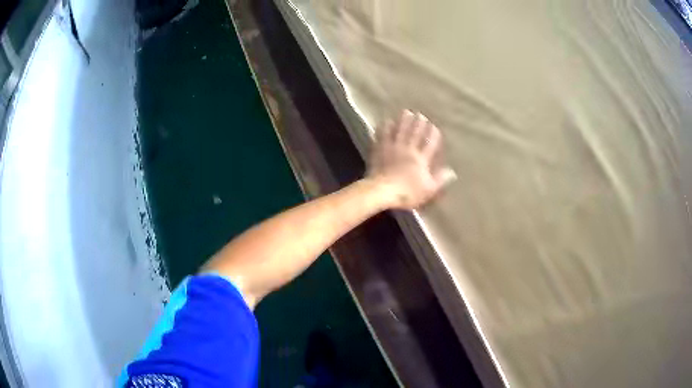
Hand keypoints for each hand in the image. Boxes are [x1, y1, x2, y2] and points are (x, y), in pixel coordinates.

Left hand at [367, 110, 455, 209]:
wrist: (381, 191)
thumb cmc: (407, 193)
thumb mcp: (428, 190)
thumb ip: (440, 179)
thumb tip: (452, 172)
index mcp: (421, 159)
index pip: (429, 144)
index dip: (432, 135)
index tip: (434, 126)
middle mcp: (408, 150)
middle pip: (414, 133)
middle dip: (418, 123)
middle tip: (420, 115)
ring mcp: (392, 148)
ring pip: (399, 131)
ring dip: (403, 121)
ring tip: (406, 112)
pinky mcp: (379, 150)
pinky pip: (382, 136)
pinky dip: (385, 128)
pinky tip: (386, 122)